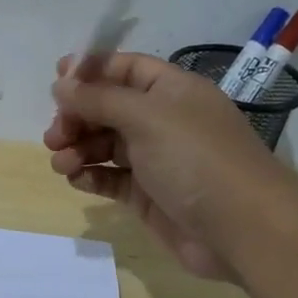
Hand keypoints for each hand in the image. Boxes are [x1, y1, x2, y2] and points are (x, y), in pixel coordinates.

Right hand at [45, 52, 294, 279]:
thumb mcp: (146, 117)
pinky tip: (77, 180)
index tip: (56, 83)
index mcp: (171, 89)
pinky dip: (91, 176)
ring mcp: (155, 159)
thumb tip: (61, 82)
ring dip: (79, 148)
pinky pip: (111, 178)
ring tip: (62, 163)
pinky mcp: (148, 195)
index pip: (124, 68)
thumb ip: (99, 98)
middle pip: (108, 107)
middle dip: (77, 116)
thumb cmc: (196, 159)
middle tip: (54, 136)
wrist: (242, 229)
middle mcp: (163, 120)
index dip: (90, 71)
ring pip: (105, 144)